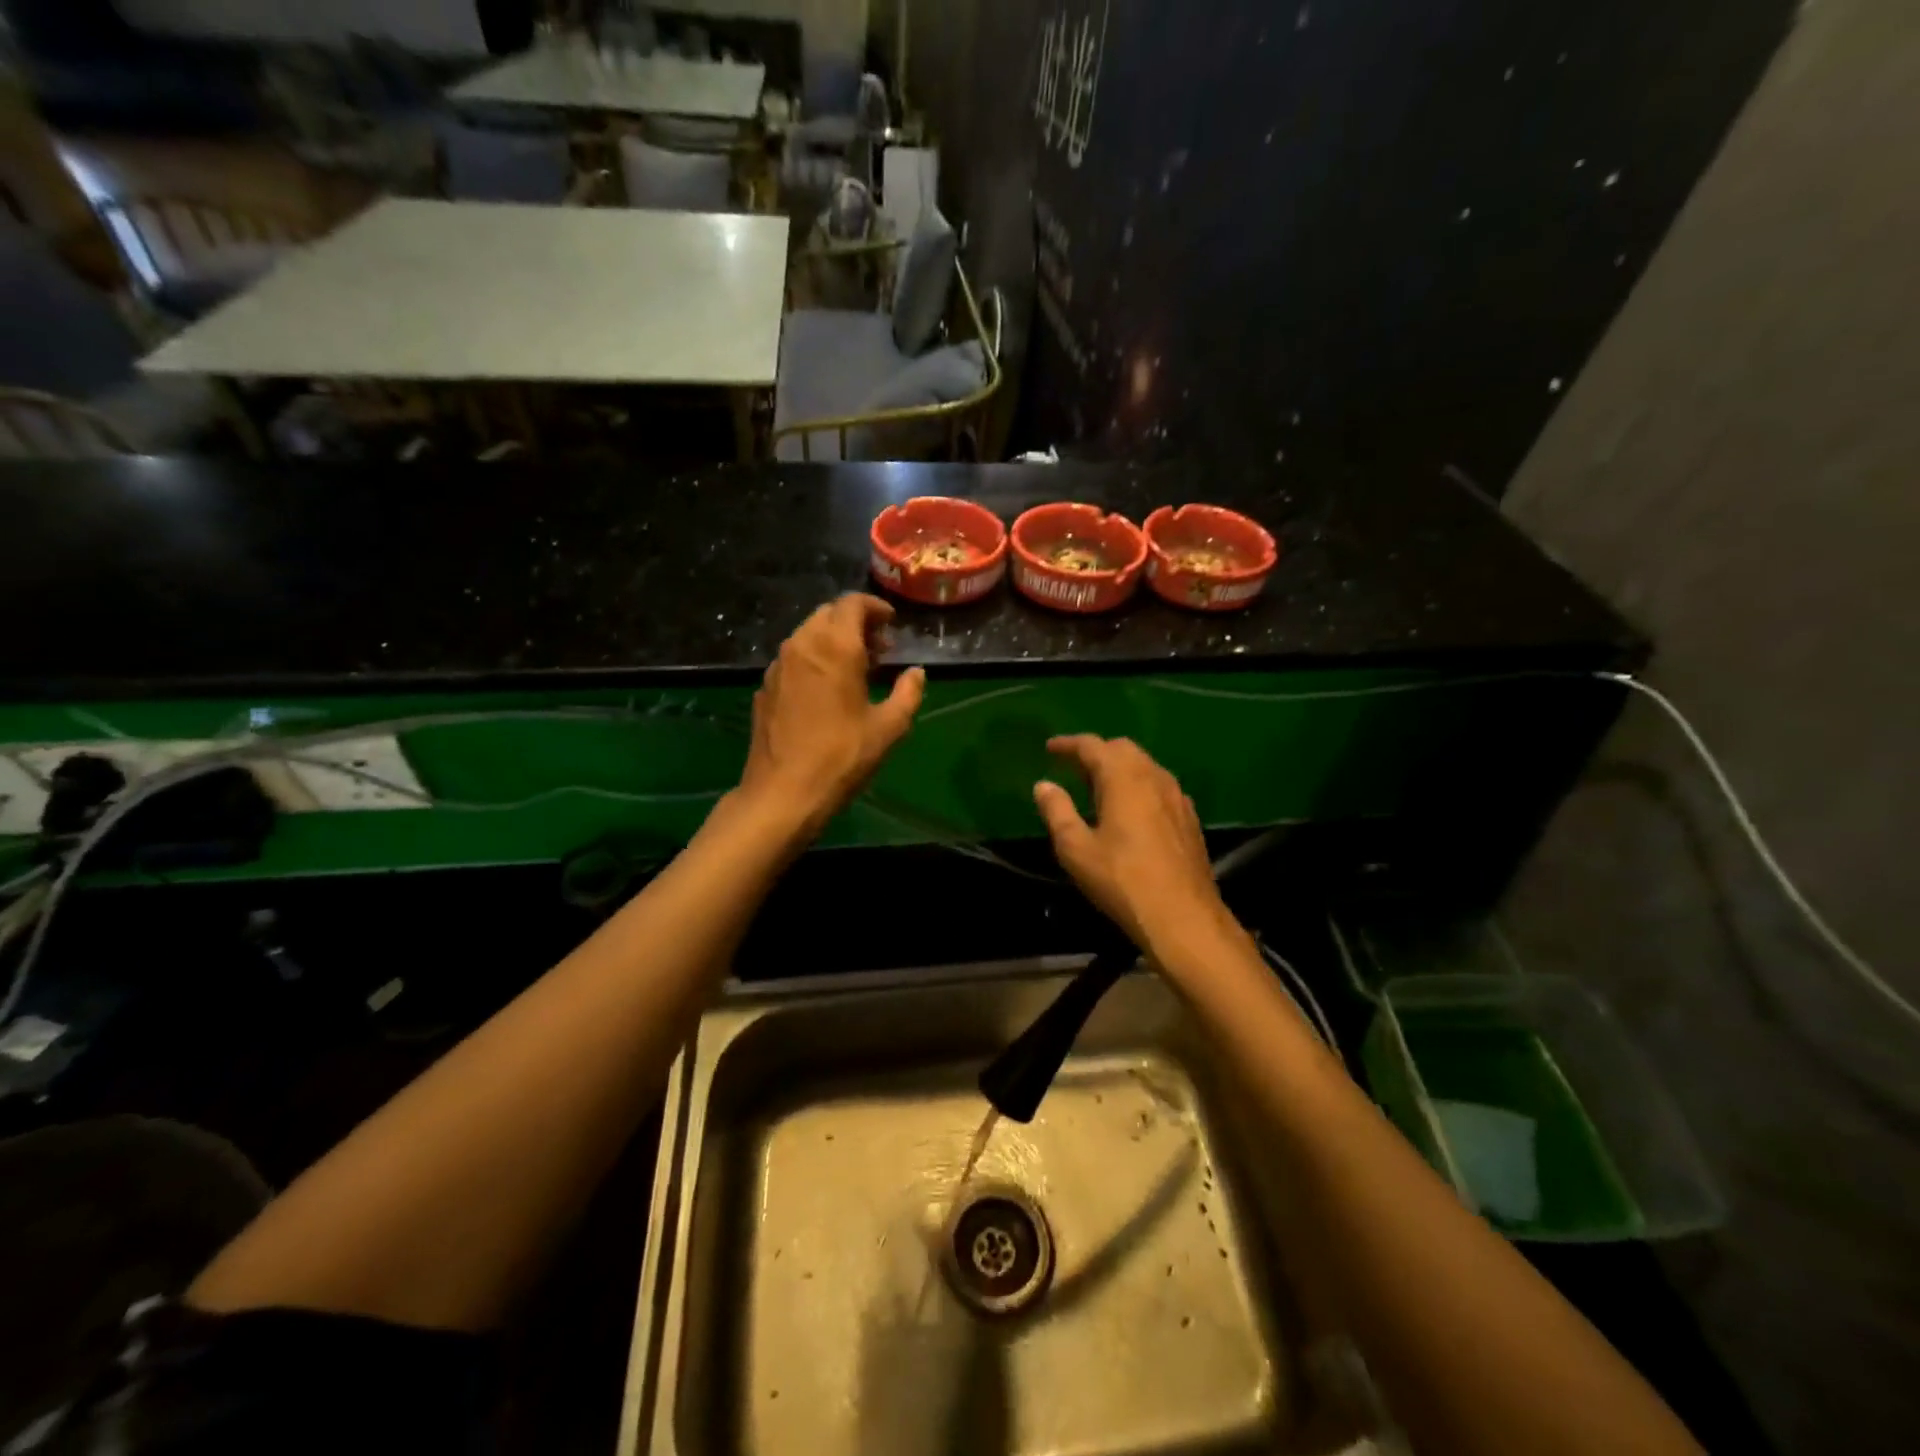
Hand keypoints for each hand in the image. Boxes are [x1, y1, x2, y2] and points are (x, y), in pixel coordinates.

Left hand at [738, 594, 924, 834]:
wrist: (783, 793)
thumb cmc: (842, 758)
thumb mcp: (888, 728)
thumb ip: (908, 693)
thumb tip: (916, 673)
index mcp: (835, 647)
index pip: (852, 604)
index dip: (875, 608)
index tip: (891, 624)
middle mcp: (801, 645)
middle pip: (828, 614)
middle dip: (855, 623)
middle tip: (878, 649)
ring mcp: (777, 666)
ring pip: (807, 635)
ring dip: (833, 640)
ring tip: (855, 670)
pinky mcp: (765, 687)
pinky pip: (793, 659)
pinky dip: (813, 660)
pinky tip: (826, 691)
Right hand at [1033, 736, 1242, 970]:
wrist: (1183, 916)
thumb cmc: (1122, 880)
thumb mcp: (1076, 848)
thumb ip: (1057, 811)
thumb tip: (1043, 785)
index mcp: (1124, 778)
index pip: (1093, 746)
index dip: (1069, 744)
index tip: (1050, 748)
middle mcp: (1154, 777)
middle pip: (1122, 749)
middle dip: (1096, 752)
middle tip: (1072, 767)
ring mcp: (1177, 797)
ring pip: (1144, 766)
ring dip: (1119, 767)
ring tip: (1097, 786)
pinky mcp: (1189, 818)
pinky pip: (1159, 786)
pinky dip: (1138, 785)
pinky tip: (1130, 809)